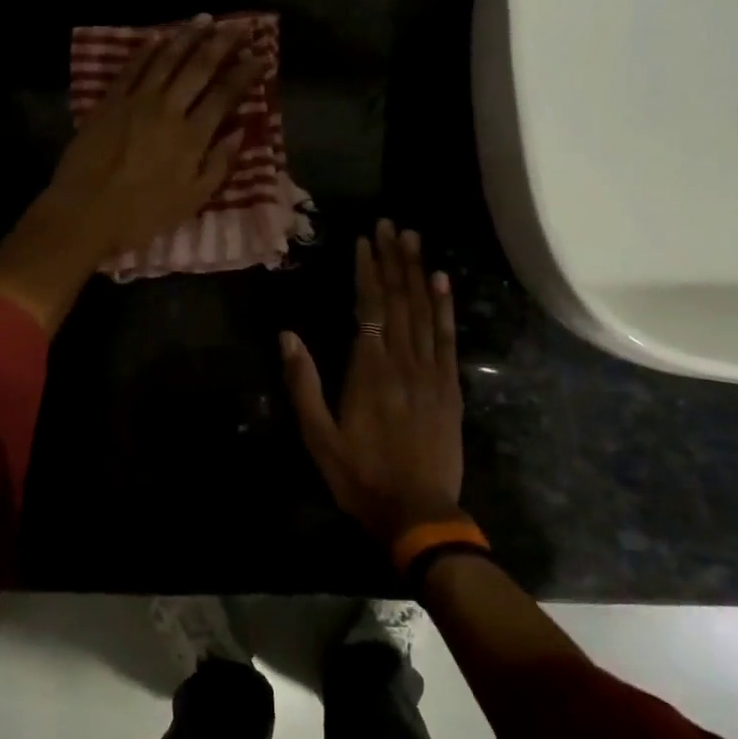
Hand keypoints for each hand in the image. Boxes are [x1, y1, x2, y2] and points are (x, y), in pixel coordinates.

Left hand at [45, 14, 266, 257]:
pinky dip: (148, 49)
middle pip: (199, 67)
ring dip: (188, 36)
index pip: (225, 95)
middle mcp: (168, 109)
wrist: (84, 212)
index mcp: (192, 137)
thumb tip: (239, 132)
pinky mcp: (109, 101)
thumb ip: (218, 165)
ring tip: (204, 19)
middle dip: (222, 43)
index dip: (244, 73)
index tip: (260, 56)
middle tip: (239, 26)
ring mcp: (136, 101)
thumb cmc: (141, 215)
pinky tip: (159, 37)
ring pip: (167, 59)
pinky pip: (132, 67)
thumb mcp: (191, 201)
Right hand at [280, 221, 464, 544]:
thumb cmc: (360, 476)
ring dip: (419, 272)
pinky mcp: (450, 388)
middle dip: (394, 259)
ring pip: (425, 312)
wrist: (418, 513)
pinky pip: (447, 339)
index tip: (365, 241)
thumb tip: (287, 335)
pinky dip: (445, 307)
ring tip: (414, 240)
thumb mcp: (318, 436)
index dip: (368, 271)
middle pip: (400, 300)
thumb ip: (303, 383)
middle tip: (391, 225)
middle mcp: (403, 362)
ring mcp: (431, 373)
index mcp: (369, 371)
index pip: (370, 307)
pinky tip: (442, 283)